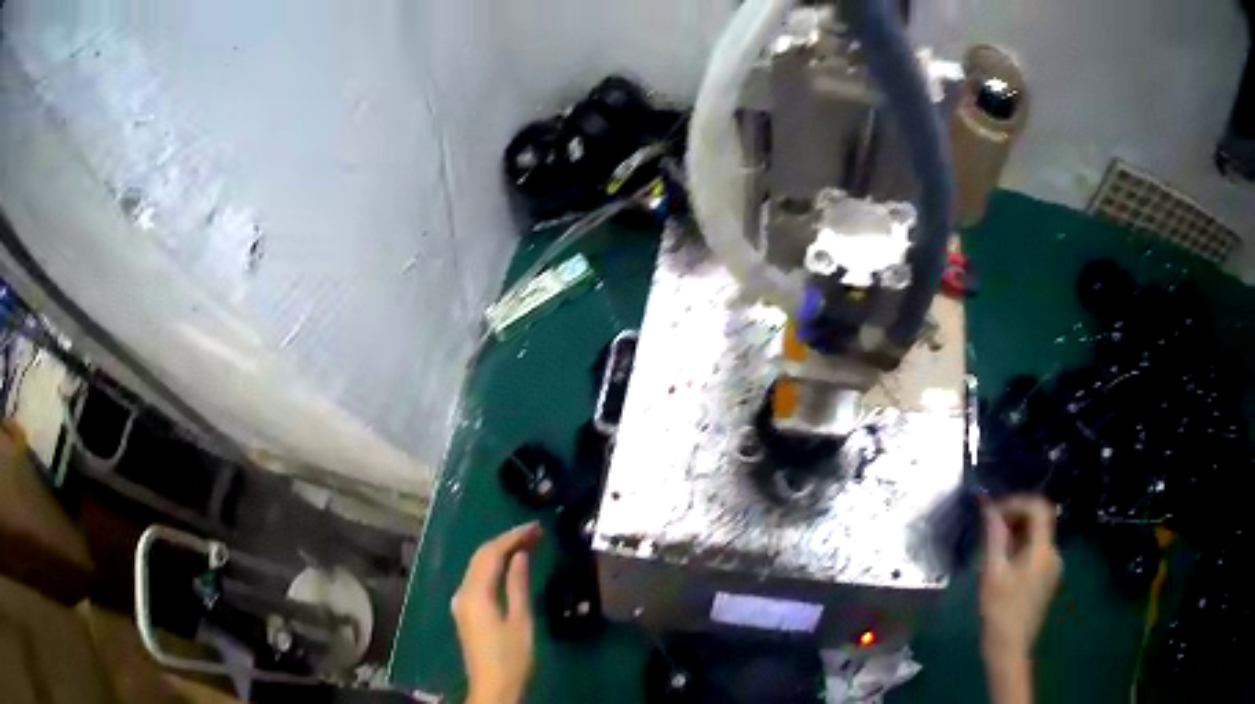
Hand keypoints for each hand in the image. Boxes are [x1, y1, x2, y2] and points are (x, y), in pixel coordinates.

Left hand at [452, 522, 542, 703]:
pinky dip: (493, 567)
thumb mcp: (521, 621)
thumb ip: (518, 585)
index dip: (512, 537)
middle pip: (480, 557)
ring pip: (478, 567)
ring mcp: (461, 603)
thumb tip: (519, 555)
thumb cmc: (511, 657)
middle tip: (534, 533)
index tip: (535, 528)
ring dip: (499, 553)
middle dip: (505, 541)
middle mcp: (462, 593)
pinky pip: (477, 579)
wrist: (493, 687)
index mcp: (475, 593)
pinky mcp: (466, 612)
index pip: (491, 553)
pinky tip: (509, 567)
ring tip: (526, 545)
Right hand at [979, 496, 1061, 699]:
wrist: (1010, 650)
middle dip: (1014, 519)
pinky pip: (1036, 555)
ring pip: (1036, 539)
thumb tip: (990, 508)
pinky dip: (1020, 551)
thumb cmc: (1000, 612)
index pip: (1039, 508)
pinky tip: (1002, 568)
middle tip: (989, 531)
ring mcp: (1053, 569)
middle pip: (1039, 522)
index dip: (1017, 502)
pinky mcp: (1047, 581)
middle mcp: (1054, 554)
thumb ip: (995, 538)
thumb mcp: (993, 573)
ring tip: (991, 551)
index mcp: (1043, 550)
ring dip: (1016, 537)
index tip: (994, 512)